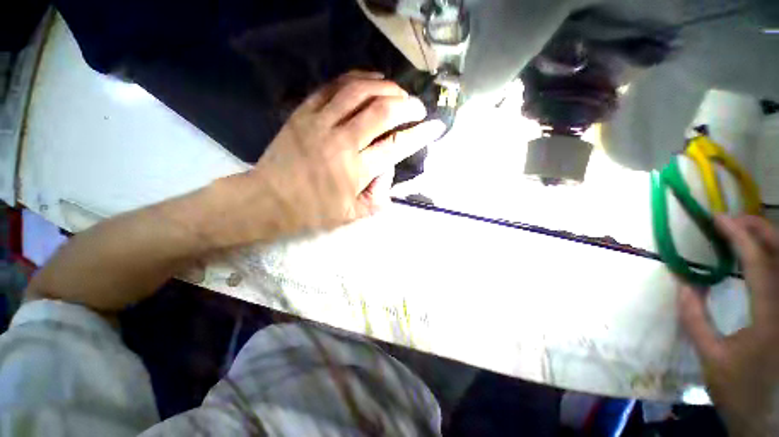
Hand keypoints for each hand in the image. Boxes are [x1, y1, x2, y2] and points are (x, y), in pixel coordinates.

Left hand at [240, 71, 444, 236]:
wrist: (270, 199)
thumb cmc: (314, 211)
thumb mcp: (352, 214)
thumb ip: (378, 198)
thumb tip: (388, 172)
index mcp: (356, 171)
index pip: (396, 146)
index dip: (420, 135)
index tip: (435, 126)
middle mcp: (342, 142)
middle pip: (382, 112)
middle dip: (407, 106)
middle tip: (417, 108)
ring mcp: (321, 123)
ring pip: (359, 92)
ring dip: (385, 87)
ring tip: (398, 91)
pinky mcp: (304, 112)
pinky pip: (333, 86)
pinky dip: (356, 78)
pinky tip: (370, 79)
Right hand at [678, 215, 778, 436]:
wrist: (765, 415)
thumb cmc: (738, 389)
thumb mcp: (711, 357)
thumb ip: (695, 319)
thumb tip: (683, 283)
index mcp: (770, 318)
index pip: (758, 264)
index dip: (739, 237)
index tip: (717, 219)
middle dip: (759, 229)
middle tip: (731, 219)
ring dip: (767, 239)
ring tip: (742, 230)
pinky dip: (771, 257)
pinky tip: (758, 255)